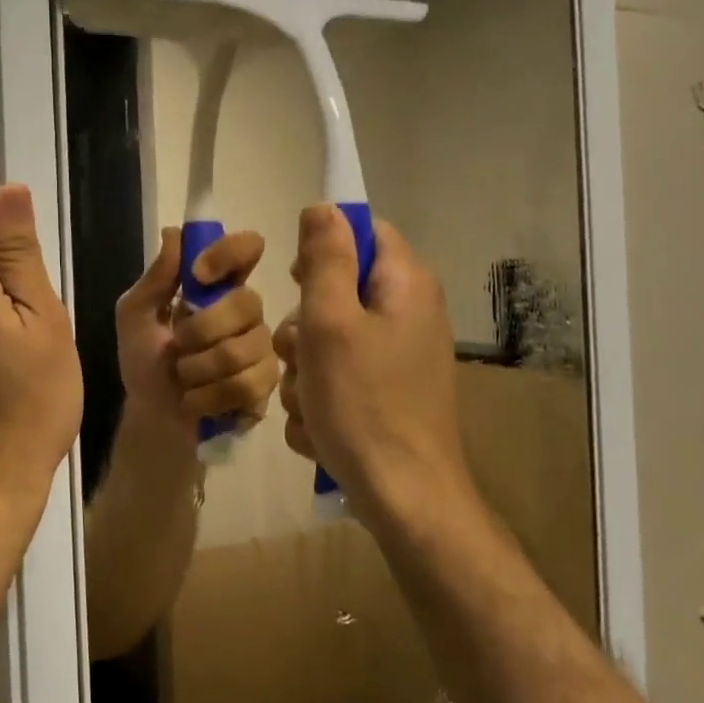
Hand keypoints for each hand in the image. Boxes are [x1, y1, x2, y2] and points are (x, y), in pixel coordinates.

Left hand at [115, 227, 277, 438]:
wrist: (152, 418)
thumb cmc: (144, 361)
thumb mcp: (135, 316)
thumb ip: (155, 278)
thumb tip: (174, 233)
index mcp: (218, 286)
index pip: (246, 248)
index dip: (229, 253)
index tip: (198, 275)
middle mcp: (247, 312)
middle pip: (247, 302)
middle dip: (202, 329)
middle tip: (178, 346)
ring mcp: (261, 349)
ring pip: (246, 348)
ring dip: (200, 369)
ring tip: (184, 379)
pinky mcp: (265, 386)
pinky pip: (248, 385)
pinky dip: (210, 397)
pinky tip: (196, 401)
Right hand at [274, 205, 471, 521]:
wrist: (404, 497)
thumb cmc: (364, 402)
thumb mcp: (331, 322)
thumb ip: (324, 260)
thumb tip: (323, 206)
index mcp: (404, 284)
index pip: (363, 231)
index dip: (323, 248)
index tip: (294, 281)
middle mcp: (409, 313)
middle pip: (339, 290)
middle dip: (304, 324)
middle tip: (300, 355)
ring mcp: (399, 357)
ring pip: (330, 339)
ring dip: (305, 369)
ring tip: (309, 402)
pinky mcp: (388, 393)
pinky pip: (340, 377)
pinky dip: (322, 397)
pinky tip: (321, 426)